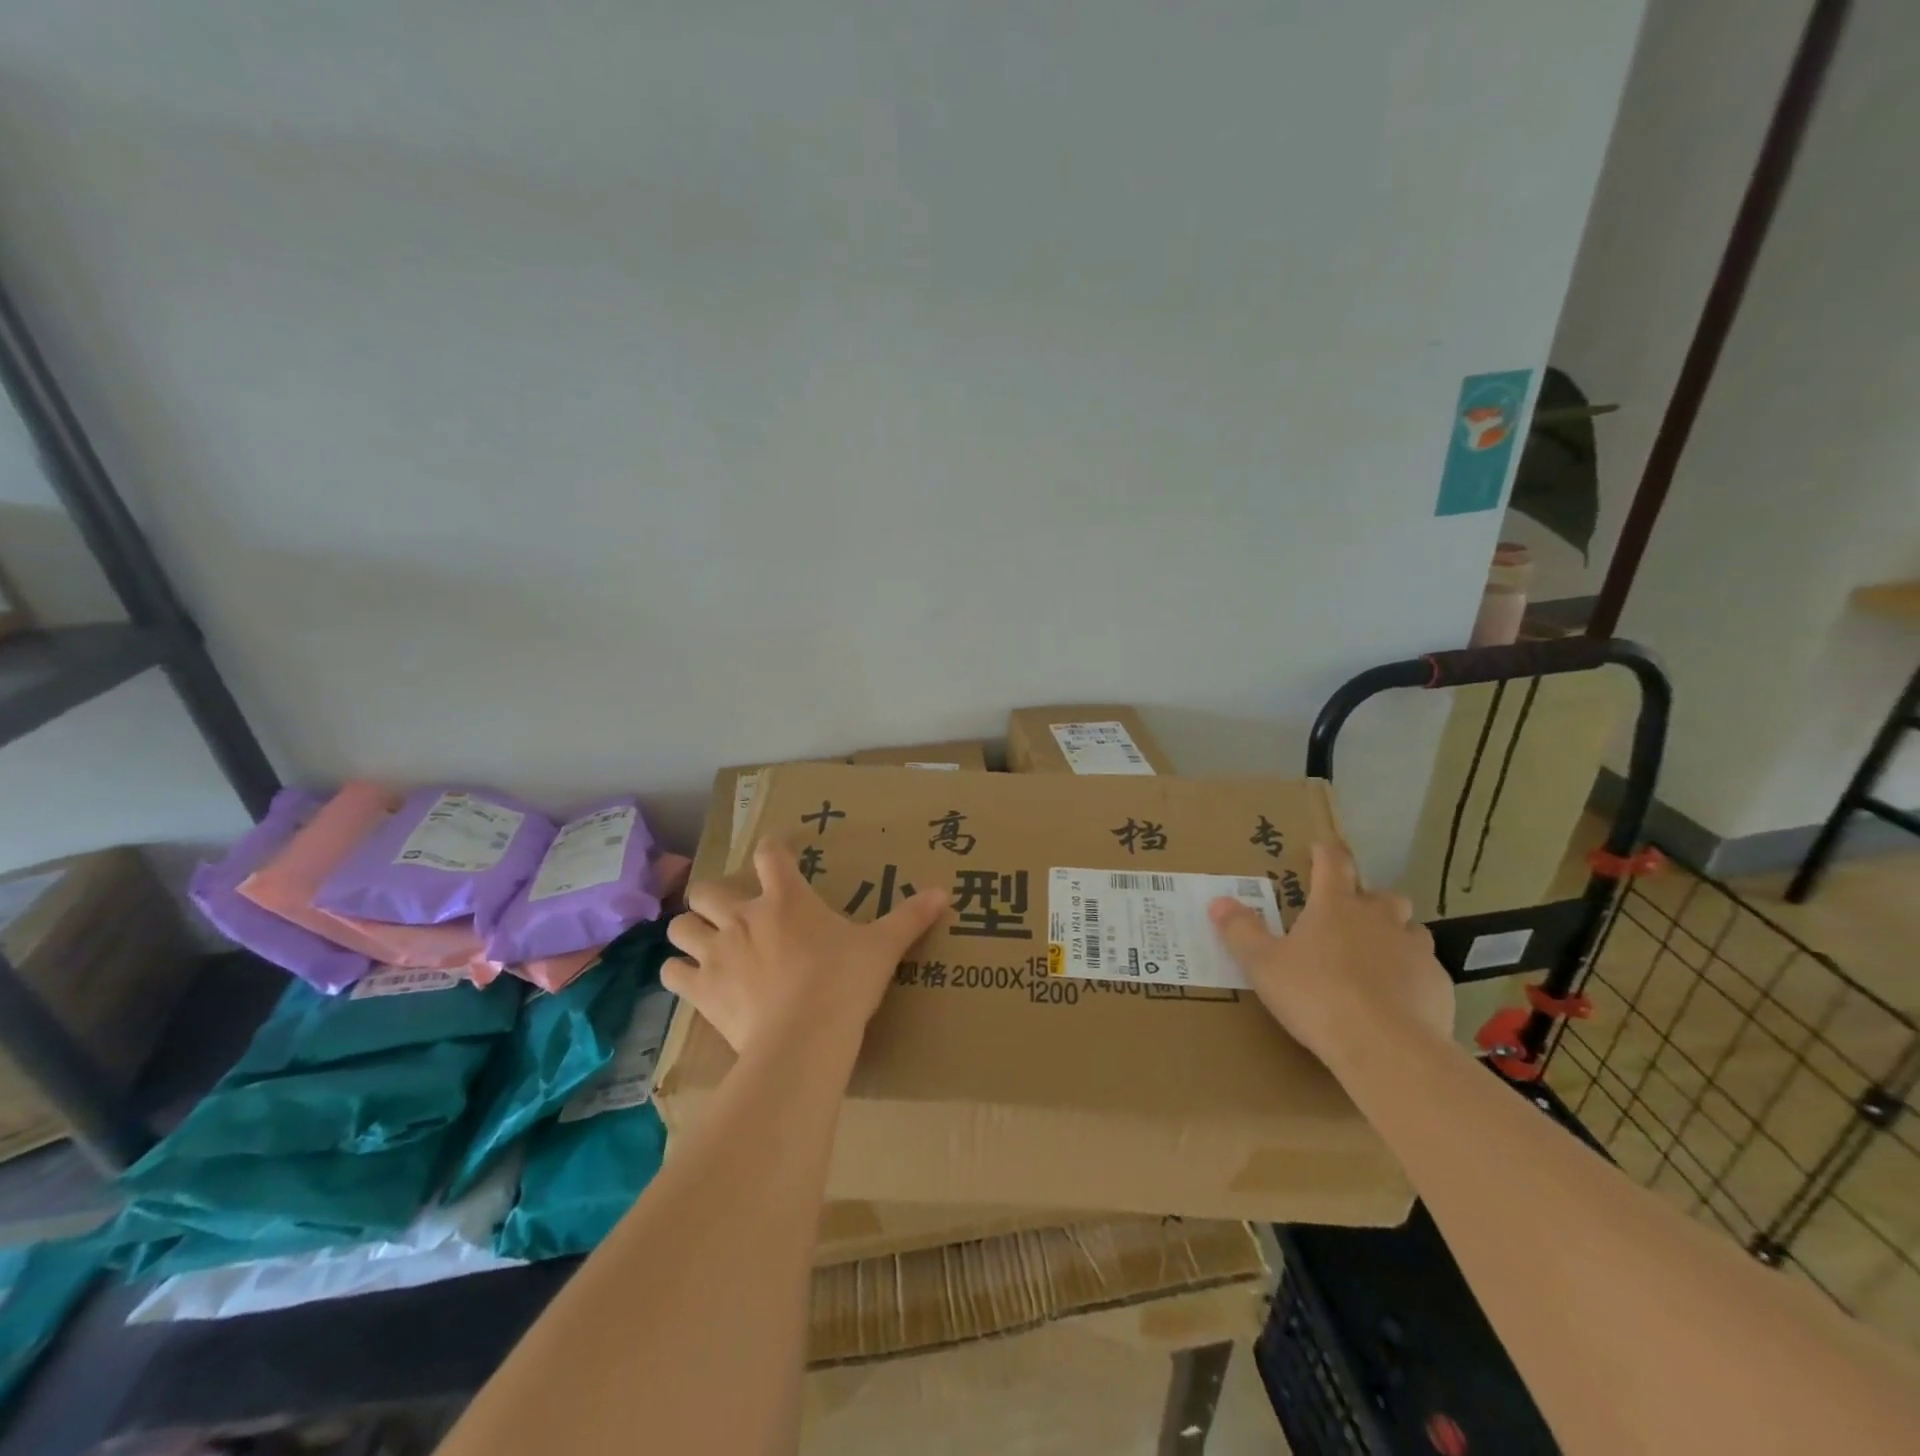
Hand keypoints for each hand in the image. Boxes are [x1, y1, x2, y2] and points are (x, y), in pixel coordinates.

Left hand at [663, 838, 948, 1056]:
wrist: (805, 1037)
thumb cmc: (844, 982)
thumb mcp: (882, 947)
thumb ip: (910, 918)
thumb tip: (945, 892)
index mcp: (786, 898)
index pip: (769, 853)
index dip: (770, 848)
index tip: (775, 853)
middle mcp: (744, 916)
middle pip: (708, 888)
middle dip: (714, 896)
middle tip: (732, 911)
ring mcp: (717, 952)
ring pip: (681, 927)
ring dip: (690, 931)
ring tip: (705, 943)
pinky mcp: (702, 989)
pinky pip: (672, 973)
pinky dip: (679, 973)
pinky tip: (694, 980)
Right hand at [1209, 841, 1452, 1067]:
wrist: (1385, 1047)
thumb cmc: (1315, 995)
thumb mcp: (1263, 965)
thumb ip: (1241, 931)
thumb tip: (1218, 901)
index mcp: (1335, 905)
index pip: (1333, 862)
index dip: (1326, 853)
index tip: (1320, 849)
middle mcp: (1379, 918)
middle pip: (1382, 895)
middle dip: (1368, 901)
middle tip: (1349, 920)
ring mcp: (1415, 950)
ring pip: (1410, 931)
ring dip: (1394, 938)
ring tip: (1375, 961)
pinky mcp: (1439, 985)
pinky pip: (1425, 971)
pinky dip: (1411, 978)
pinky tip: (1397, 1001)